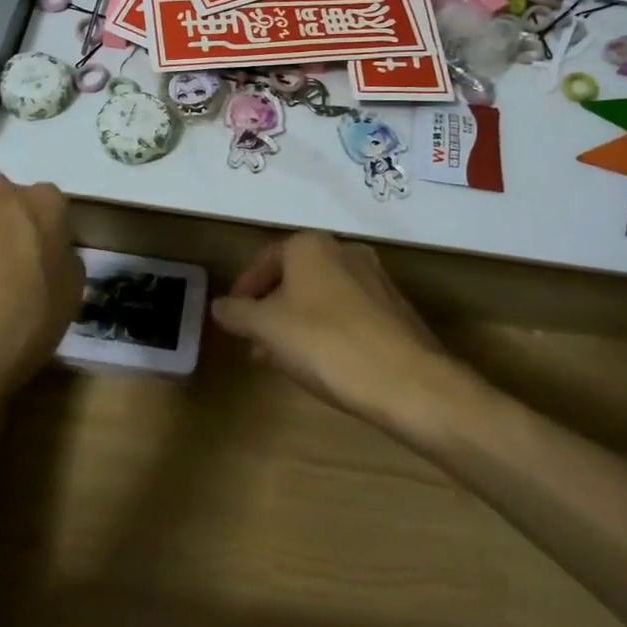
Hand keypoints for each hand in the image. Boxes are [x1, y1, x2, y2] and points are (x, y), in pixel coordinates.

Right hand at [212, 232, 467, 428]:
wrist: (407, 381)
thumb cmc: (325, 343)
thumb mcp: (266, 328)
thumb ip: (237, 313)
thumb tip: (219, 306)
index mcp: (310, 245)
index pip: (264, 260)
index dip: (243, 290)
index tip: (233, 319)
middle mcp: (344, 251)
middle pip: (294, 277)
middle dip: (270, 309)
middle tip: (254, 340)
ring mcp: (375, 278)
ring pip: (320, 296)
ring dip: (296, 322)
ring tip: (282, 357)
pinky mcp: (394, 308)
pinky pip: (347, 313)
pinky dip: (326, 330)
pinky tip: (320, 363)